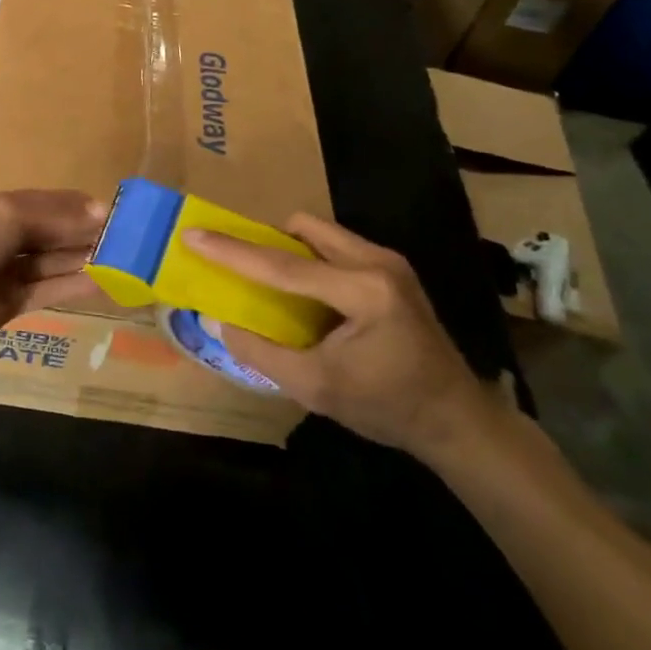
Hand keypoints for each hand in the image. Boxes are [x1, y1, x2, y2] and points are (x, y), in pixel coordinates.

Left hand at [0, 191, 106, 350]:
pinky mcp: (12, 303)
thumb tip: (100, 211)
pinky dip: (74, 285)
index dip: (75, 206)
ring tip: (122, 258)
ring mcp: (6, 271)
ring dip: (83, 258)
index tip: (111, 211)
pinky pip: (49, 290)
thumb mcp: (7, 214)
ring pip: (52, 261)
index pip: (43, 202)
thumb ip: (54, 214)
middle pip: (50, 232)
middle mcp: (1, 235)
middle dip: (83, 232)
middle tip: (125, 236)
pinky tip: (103, 281)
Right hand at [184, 213, 495, 460]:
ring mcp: (389, 262)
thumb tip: (219, 321)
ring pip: (320, 233)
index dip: (232, 252)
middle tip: (241, 266)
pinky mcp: (393, 270)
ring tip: (273, 285)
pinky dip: (311, 260)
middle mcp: (377, 263)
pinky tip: (307, 296)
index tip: (193, 234)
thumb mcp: (316, 388)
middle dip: (267, 241)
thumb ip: (261, 352)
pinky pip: (336, 247)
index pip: (283, 266)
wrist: (457, 420)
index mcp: (363, 291)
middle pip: (304, 228)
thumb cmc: (387, 407)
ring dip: (290, 251)